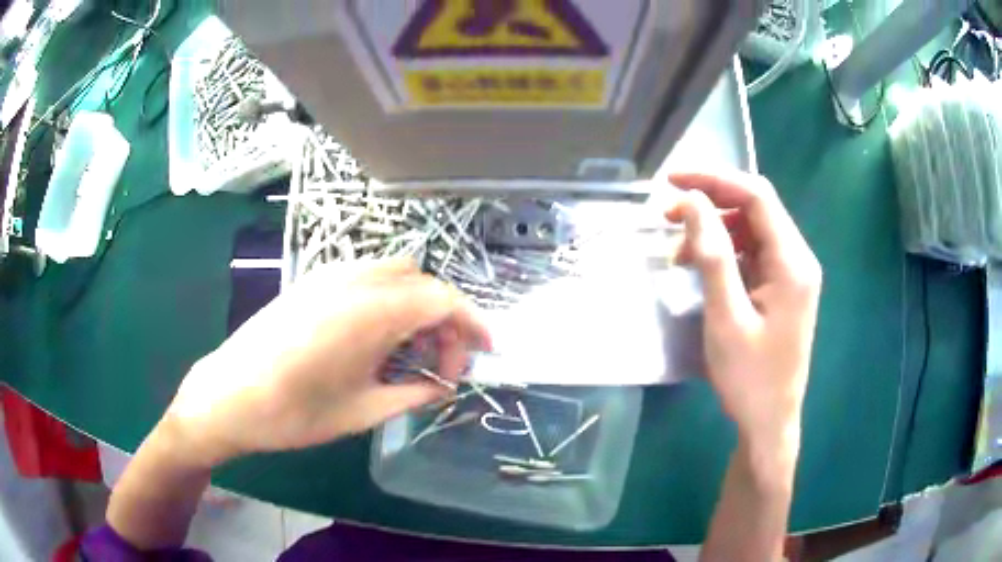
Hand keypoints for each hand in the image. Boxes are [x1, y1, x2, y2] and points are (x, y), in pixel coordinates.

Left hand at [164, 259, 490, 467]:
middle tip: (443, 365)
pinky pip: (367, 278)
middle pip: (423, 282)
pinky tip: (377, 339)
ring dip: (417, 307)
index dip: (473, 324)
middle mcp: (354, 280)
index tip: (485, 353)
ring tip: (412, 353)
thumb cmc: (294, 412)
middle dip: (445, 319)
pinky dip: (389, 301)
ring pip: (396, 275)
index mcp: (371, 312)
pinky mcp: (312, 282)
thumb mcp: (362, 412)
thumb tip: (442, 387)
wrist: (228, 395)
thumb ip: (412, 394)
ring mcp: (329, 276)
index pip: (444, 300)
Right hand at [666, 170, 820, 449]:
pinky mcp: (783, 288)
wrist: (769, 421)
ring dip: (716, 229)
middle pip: (756, 207)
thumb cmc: (749, 377)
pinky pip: (755, 253)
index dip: (714, 179)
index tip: (672, 181)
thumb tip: (693, 202)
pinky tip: (703, 269)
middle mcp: (798, 259)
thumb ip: (713, 255)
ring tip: (681, 252)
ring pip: (753, 229)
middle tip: (669, 215)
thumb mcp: (726, 317)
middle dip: (712, 203)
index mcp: (792, 262)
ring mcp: (793, 274)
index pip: (756, 195)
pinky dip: (726, 251)